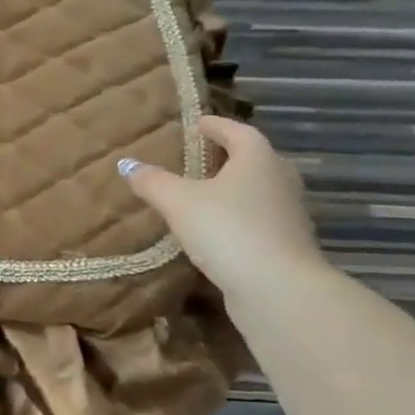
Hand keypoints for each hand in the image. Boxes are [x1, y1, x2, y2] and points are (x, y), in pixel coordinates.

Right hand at [118, 115, 322, 299]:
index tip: (196, 124)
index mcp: (258, 159)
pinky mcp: (287, 245)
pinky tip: (216, 231)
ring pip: (258, 191)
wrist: (279, 290)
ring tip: (202, 195)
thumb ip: (153, 181)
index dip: (215, 126)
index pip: (237, 131)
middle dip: (227, 157)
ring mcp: (288, 215)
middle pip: (253, 160)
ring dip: (234, 189)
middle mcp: (280, 180)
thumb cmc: (228, 230)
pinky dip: (239, 218)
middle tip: (197, 159)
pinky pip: (259, 220)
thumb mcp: (179, 202)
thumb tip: (126, 164)